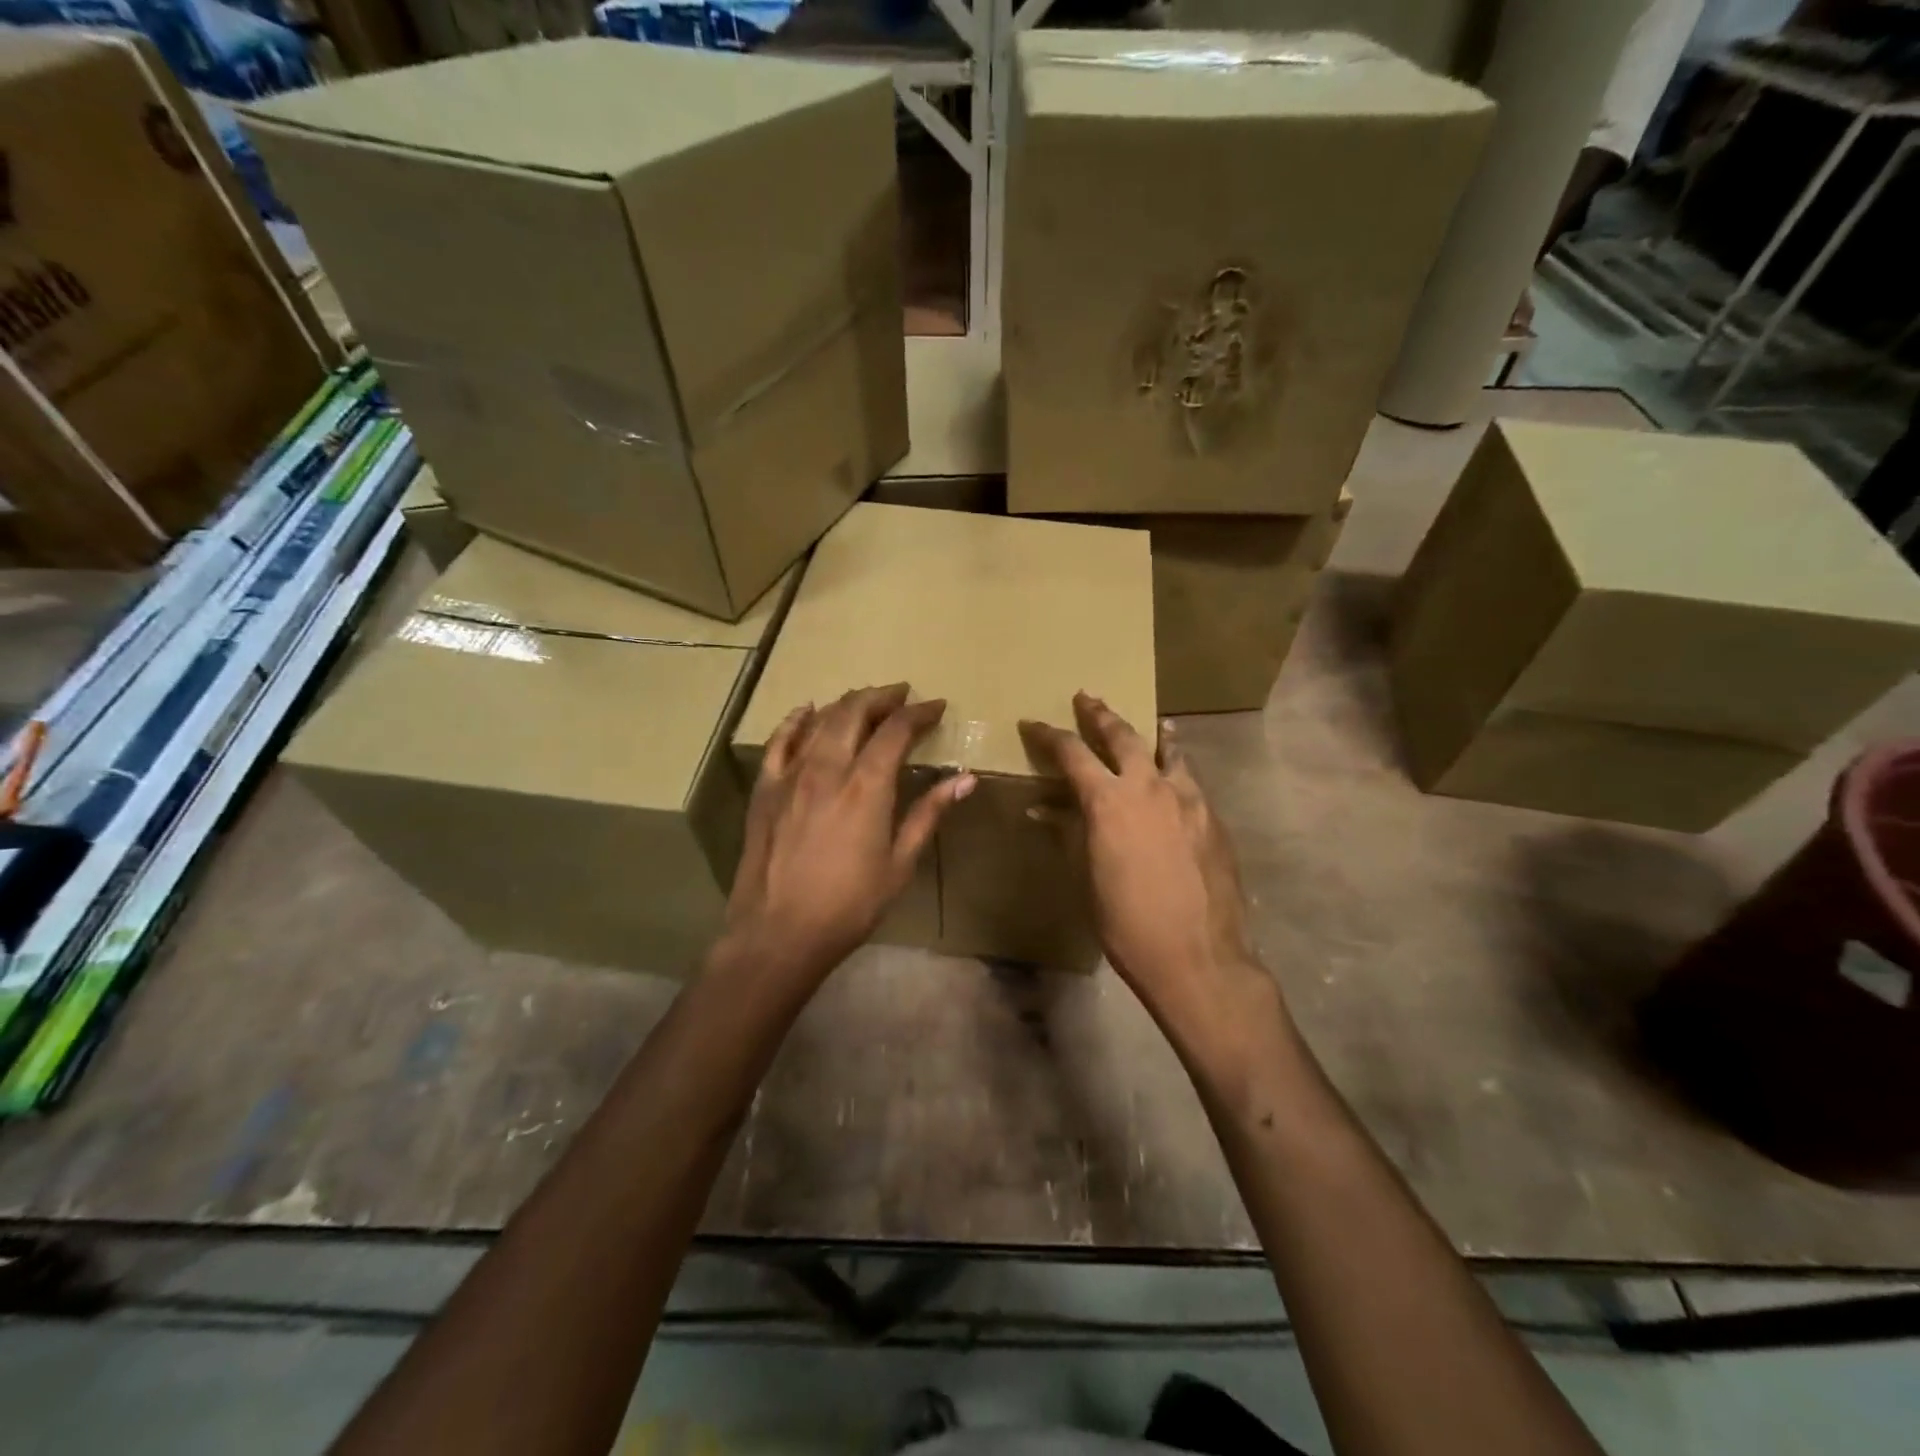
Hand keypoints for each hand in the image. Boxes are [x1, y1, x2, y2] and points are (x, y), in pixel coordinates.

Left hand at [721, 684, 974, 985]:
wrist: (778, 932)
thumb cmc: (849, 905)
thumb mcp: (900, 864)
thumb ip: (928, 814)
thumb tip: (966, 780)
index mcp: (866, 786)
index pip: (896, 731)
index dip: (919, 713)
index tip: (937, 706)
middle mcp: (828, 768)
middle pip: (855, 712)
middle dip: (882, 698)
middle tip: (901, 696)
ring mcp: (791, 775)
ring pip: (820, 721)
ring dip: (847, 704)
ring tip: (866, 702)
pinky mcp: (765, 788)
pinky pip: (780, 741)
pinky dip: (796, 721)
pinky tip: (807, 711)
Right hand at [1020, 693, 1267, 1031]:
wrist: (1198, 957)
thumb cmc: (1127, 923)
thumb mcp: (1087, 877)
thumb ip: (1069, 833)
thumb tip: (1045, 809)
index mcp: (1109, 801)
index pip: (1072, 754)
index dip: (1048, 736)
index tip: (1032, 723)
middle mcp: (1150, 787)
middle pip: (1123, 736)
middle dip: (1100, 715)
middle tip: (1087, 698)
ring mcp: (1189, 799)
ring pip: (1168, 751)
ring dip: (1153, 734)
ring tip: (1154, 722)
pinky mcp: (1214, 818)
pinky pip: (1191, 780)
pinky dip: (1178, 768)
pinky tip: (1177, 777)